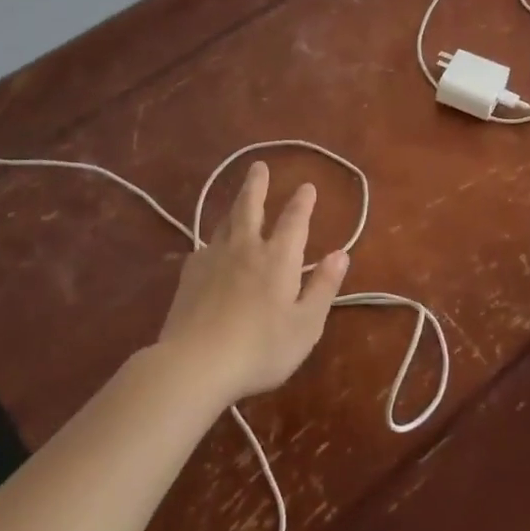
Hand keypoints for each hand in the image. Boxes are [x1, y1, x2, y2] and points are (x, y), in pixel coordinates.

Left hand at [157, 161, 349, 402]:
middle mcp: (245, 249)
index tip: (307, 186)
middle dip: (257, 186)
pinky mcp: (189, 277)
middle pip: (250, 207)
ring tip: (239, 198)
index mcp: (278, 258)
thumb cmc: (260, 348)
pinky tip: (210, 249)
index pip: (294, 221)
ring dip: (235, 206)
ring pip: (225, 223)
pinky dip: (213, 241)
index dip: (302, 202)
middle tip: (258, 166)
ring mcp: (213, 260)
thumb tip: (340, 254)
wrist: (194, 364)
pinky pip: (204, 248)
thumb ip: (323, 287)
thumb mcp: (305, 324)